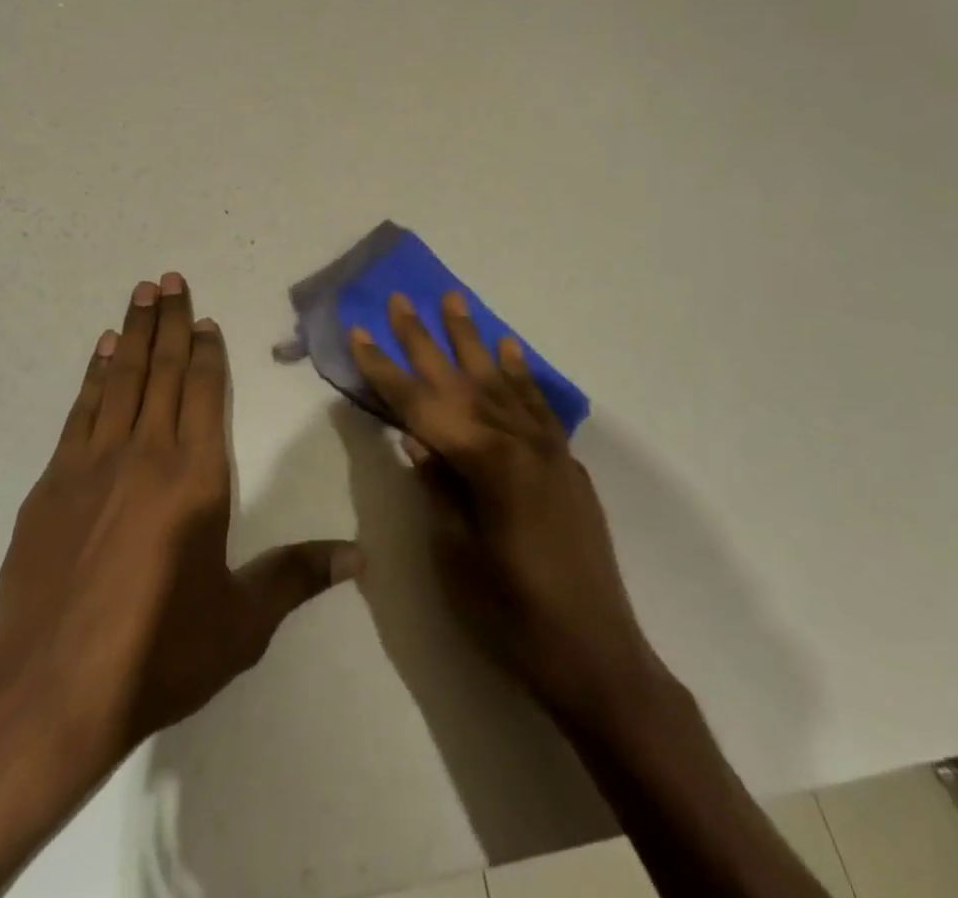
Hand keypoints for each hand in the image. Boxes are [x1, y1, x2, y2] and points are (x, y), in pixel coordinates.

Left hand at [0, 272, 362, 768]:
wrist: (52, 688)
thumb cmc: (159, 652)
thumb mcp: (242, 623)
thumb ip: (297, 577)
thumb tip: (360, 556)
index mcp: (197, 477)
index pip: (205, 394)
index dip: (208, 352)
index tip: (206, 318)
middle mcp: (148, 453)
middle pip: (164, 371)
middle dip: (171, 322)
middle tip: (169, 278)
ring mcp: (94, 462)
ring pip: (122, 378)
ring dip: (135, 332)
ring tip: (141, 292)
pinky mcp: (54, 481)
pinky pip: (82, 409)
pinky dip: (96, 373)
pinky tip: (104, 349)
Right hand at [350, 291, 662, 728]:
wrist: (597, 658)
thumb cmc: (513, 615)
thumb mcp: (456, 555)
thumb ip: (438, 486)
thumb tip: (416, 438)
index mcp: (486, 462)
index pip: (420, 405)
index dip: (385, 370)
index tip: (359, 332)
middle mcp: (518, 441)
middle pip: (459, 380)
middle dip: (424, 338)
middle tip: (401, 298)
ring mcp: (547, 448)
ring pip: (499, 380)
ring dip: (472, 339)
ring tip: (454, 300)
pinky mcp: (565, 463)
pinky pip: (537, 404)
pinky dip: (519, 373)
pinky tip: (507, 349)